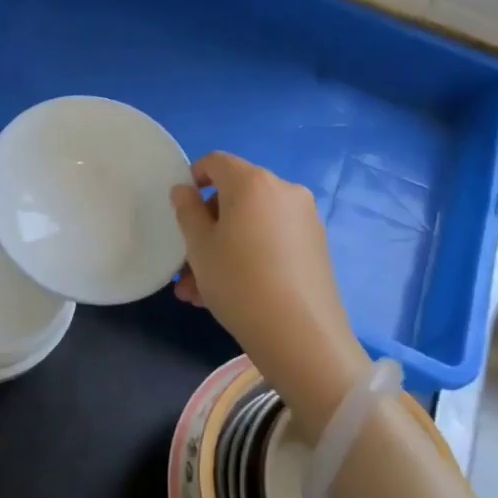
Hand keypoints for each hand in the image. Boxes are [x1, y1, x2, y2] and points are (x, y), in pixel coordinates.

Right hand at [171, 153, 365, 425]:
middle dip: (206, 227)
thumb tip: (184, 189)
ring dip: (223, 249)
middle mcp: (284, 190)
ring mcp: (305, 219)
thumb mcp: (199, 247)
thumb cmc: (238, 282)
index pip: (216, 161)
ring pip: (251, 224)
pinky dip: (249, 256)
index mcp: (252, 182)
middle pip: (235, 196)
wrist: (301, 335)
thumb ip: (187, 211)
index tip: (181, 210)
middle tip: (187, 265)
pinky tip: (231, 294)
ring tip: (199, 292)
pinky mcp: (316, 246)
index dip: (193, 178)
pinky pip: (272, 240)